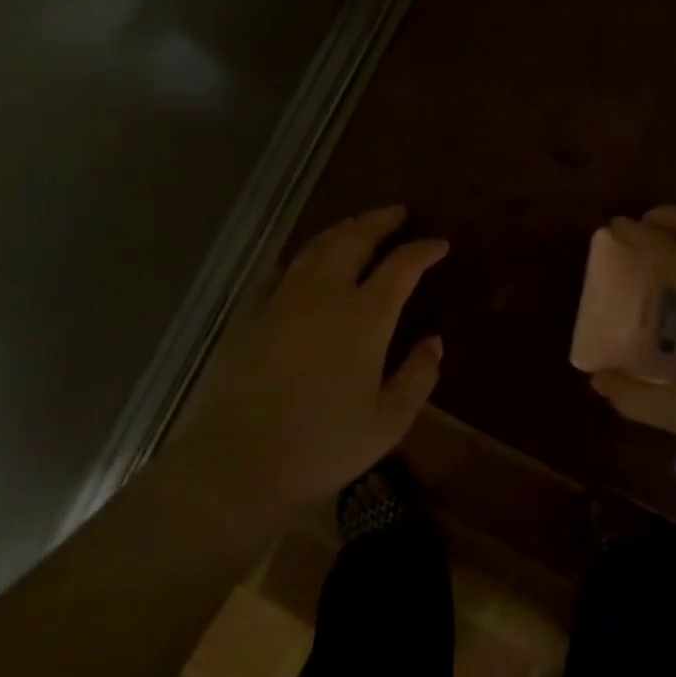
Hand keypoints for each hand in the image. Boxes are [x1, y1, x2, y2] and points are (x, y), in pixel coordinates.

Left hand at [163, 206, 446, 516]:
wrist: (236, 462)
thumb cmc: (321, 446)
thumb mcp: (387, 422)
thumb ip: (418, 376)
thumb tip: (434, 341)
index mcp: (364, 316)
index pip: (401, 266)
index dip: (423, 250)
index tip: (439, 245)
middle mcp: (324, 293)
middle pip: (355, 239)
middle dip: (380, 221)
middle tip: (397, 214)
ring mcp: (282, 299)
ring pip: (316, 246)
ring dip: (343, 230)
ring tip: (358, 226)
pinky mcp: (250, 313)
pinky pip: (282, 270)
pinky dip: (302, 257)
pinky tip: (305, 264)